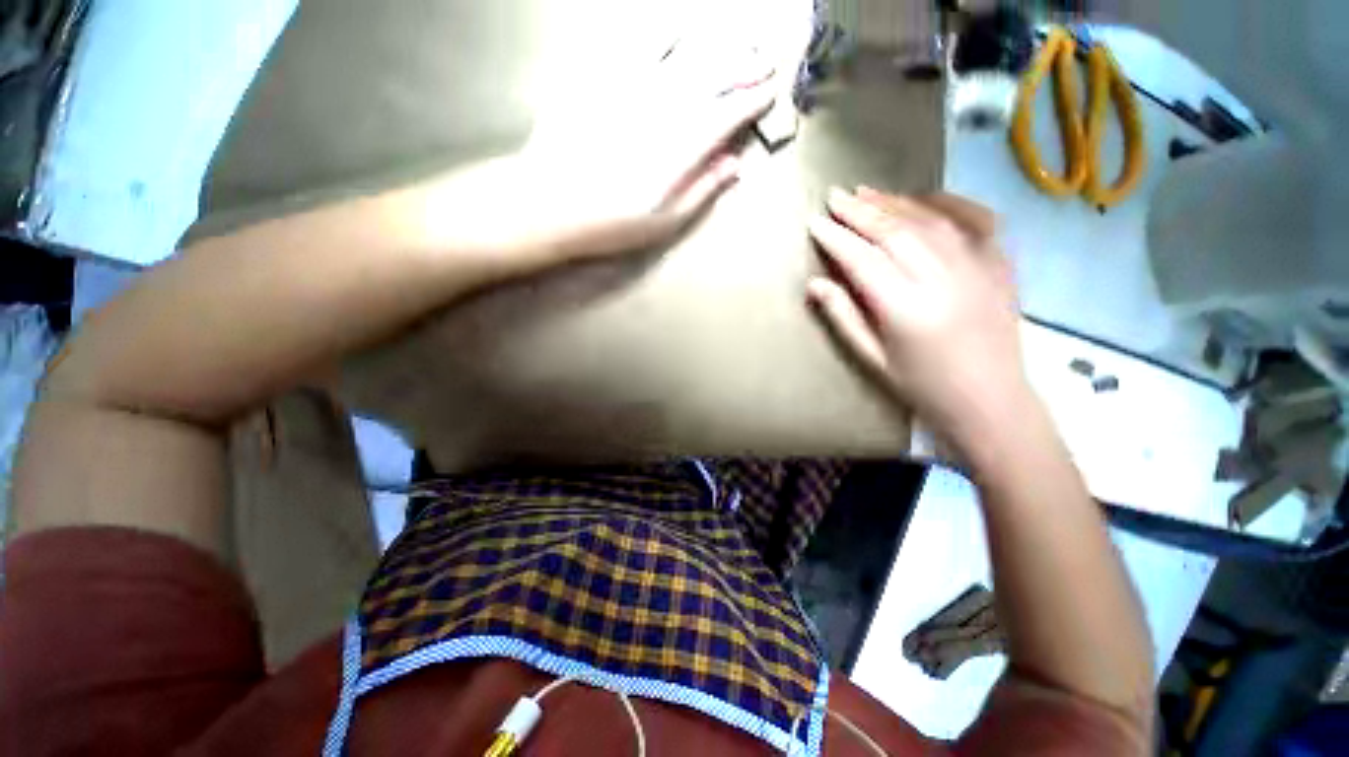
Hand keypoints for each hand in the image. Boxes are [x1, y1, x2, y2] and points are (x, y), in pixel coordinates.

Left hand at [518, 34, 776, 258]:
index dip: (752, 101)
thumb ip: (703, 190)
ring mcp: (634, 87)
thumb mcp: (666, 222)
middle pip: (713, 76)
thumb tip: (735, 166)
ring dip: (714, 45)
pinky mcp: (604, 77)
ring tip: (734, 40)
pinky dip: (663, 34)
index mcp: (683, 147)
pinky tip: (676, 29)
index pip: (728, 114)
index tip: (770, 92)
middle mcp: (665, 108)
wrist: (552, 202)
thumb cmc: (613, 223)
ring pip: (684, 54)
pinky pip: (638, 44)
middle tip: (763, 59)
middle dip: (743, 66)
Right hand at [806, 187, 1030, 452]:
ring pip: (928, 219)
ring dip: (893, 202)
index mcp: (904, 308)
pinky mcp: (1000, 262)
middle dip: (859, 211)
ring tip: (866, 192)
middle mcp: (941, 278)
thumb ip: (843, 316)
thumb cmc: (921, 385)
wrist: (990, 399)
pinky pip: (976, 218)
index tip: (814, 222)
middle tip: (834, 196)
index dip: (835, 238)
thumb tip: (814, 283)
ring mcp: (977, 265)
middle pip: (894, 231)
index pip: (861, 260)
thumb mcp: (872, 358)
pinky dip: (948, 202)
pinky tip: (925, 197)